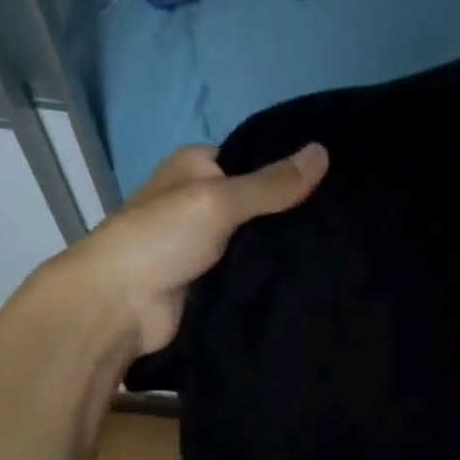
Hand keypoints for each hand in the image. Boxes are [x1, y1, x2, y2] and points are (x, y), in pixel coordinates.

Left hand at [46, 142, 328, 355]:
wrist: (117, 307)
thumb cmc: (160, 239)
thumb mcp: (218, 201)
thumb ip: (271, 184)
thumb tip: (323, 152)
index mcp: (195, 167)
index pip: (252, 160)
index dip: (288, 169)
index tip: (334, 181)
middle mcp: (200, 200)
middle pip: (257, 202)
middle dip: (291, 211)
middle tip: (343, 219)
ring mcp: (205, 243)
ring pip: (256, 239)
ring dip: (283, 246)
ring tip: (337, 247)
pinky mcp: (210, 279)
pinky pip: (249, 270)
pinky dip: (271, 273)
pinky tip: (310, 275)